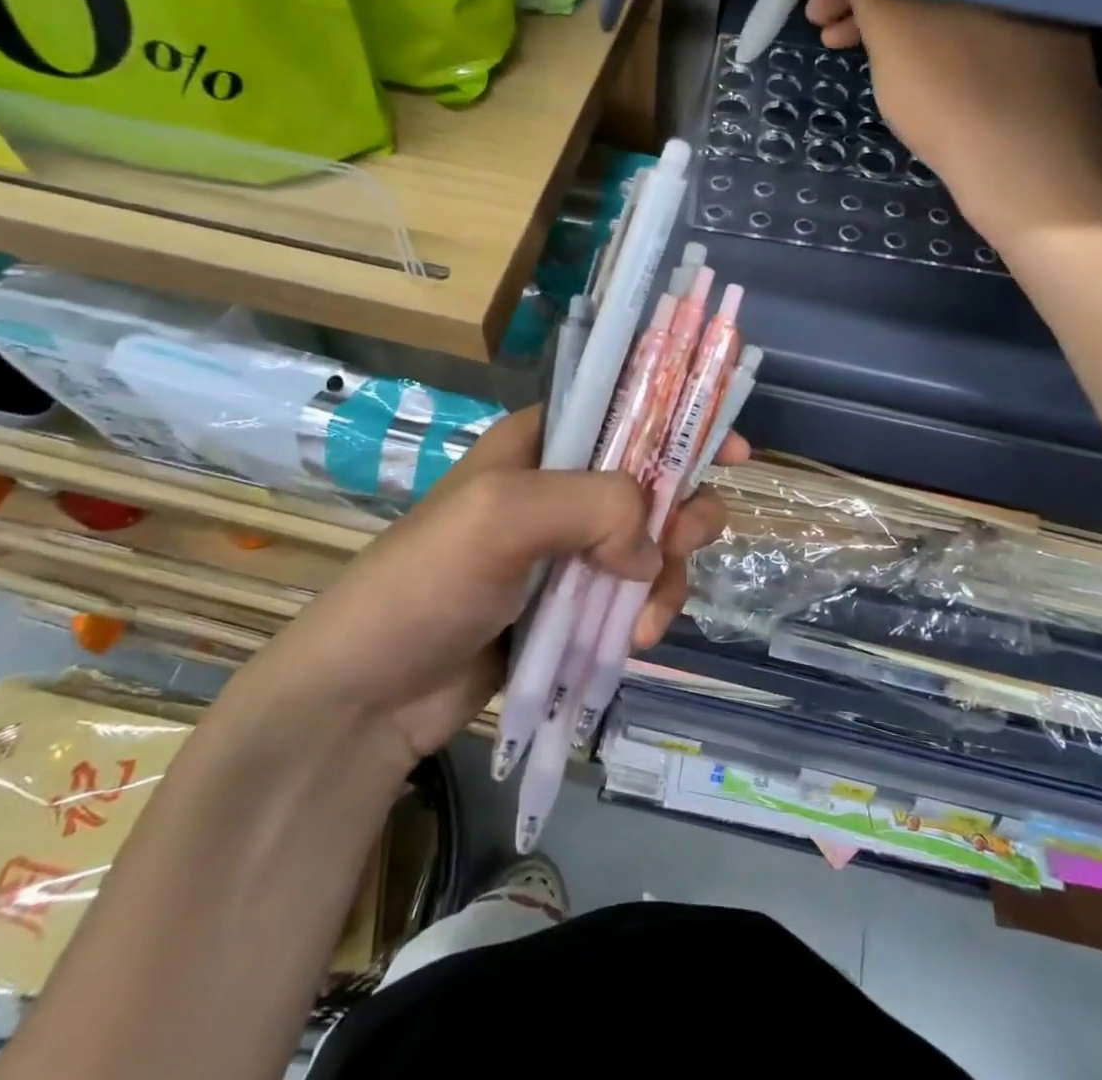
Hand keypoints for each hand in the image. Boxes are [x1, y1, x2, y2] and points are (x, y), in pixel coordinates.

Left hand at [226, 407, 744, 768]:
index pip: (625, 408)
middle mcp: (562, 487)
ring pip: (654, 543)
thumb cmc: (426, 582)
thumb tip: (650, 545)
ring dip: (666, 577)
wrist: (371, 694)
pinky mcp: (574, 605)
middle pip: (654, 480)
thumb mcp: (501, 517)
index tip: (731, 451)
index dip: (681, 419)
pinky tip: (636, 640)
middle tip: (685, 541)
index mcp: (542, 443)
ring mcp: (570, 549)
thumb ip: (591, 505)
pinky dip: (649, 612)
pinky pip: (637, 594)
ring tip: (646, 619)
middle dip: (682, 511)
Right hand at [805, 0, 1101, 245]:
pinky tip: (898, 67)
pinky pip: (963, 32)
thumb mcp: (893, 29)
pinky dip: (923, 43)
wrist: (1029, 172)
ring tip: (842, 49)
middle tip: (821, 24)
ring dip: (888, 22)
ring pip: (941, 3)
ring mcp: (1030, 13)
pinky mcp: (1032, 55)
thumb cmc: (952, 93)